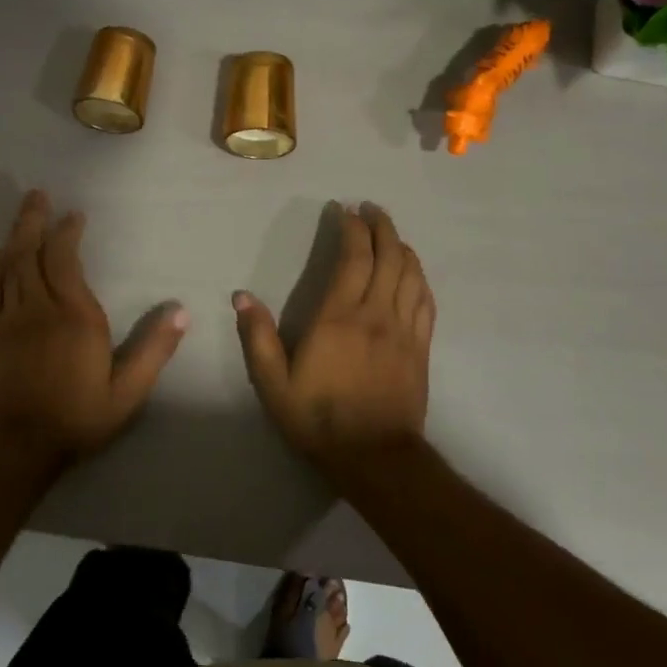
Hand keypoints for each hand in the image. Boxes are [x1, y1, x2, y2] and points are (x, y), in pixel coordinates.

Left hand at [0, 190, 187, 464]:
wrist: (17, 446)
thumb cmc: (77, 417)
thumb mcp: (127, 392)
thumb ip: (153, 350)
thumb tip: (181, 312)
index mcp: (75, 317)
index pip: (65, 260)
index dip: (67, 233)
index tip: (74, 215)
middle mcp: (39, 308)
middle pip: (31, 253)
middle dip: (35, 221)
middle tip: (37, 194)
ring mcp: (10, 319)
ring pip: (9, 266)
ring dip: (15, 236)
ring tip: (22, 215)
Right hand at [233, 203, 434, 470]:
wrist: (375, 458)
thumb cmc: (319, 419)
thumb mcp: (274, 384)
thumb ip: (258, 338)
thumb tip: (241, 297)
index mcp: (339, 317)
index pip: (353, 258)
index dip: (352, 229)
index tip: (345, 210)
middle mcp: (376, 314)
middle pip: (388, 257)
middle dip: (381, 227)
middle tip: (371, 209)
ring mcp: (404, 330)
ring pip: (411, 274)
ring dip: (402, 246)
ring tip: (391, 232)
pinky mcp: (421, 347)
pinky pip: (425, 301)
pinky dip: (419, 277)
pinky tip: (413, 271)